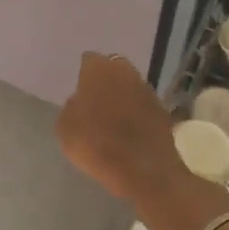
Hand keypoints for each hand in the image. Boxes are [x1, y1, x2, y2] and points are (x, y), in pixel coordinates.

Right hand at [55, 53, 181, 203]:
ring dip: (123, 94)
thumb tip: (80, 102)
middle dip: (106, 79)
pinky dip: (136, 111)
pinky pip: (143, 104)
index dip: (83, 73)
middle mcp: (125, 72)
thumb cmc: (96, 145)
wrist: (143, 170)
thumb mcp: (66, 129)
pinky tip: (130, 128)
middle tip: (95, 98)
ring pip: (130, 84)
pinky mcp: (162, 109)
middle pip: (114, 67)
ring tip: (112, 115)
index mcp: (99, 70)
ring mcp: (147, 89)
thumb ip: (71, 108)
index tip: (79, 88)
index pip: (89, 60)